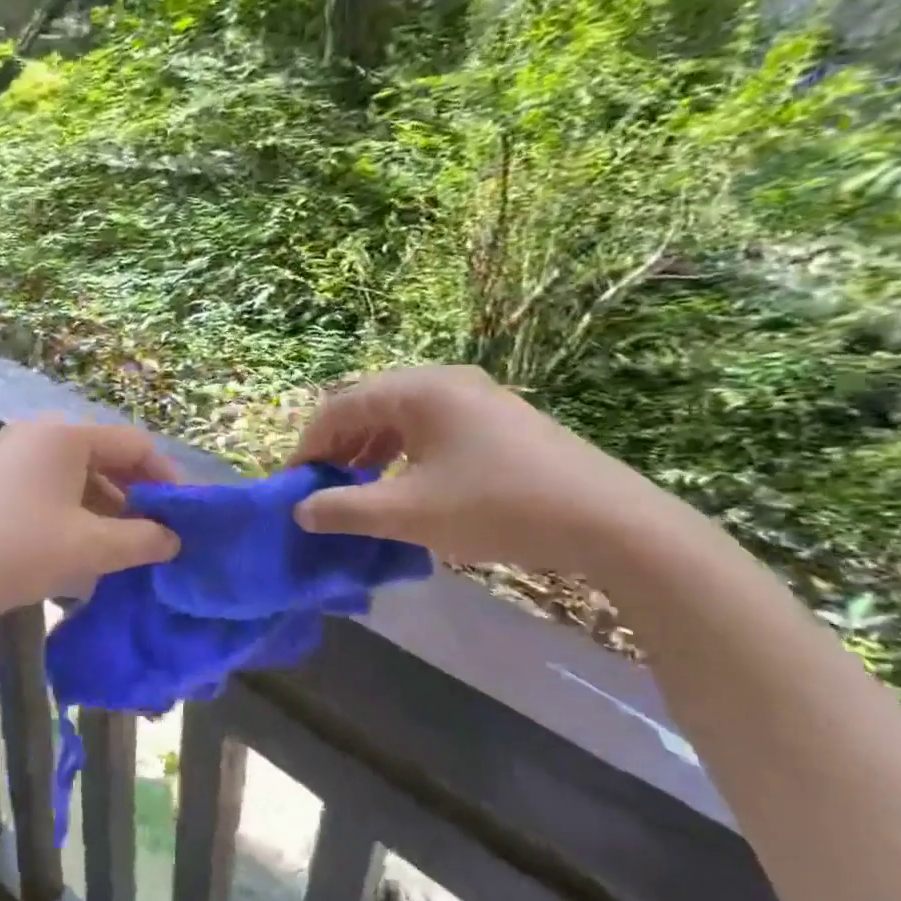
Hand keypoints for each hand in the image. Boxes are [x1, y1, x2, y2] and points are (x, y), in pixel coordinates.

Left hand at [0, 419, 180, 627]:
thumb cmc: (12, 549)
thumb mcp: (87, 547)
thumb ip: (141, 540)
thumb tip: (174, 539)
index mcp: (67, 435)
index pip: (137, 445)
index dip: (168, 480)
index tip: (186, 519)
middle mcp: (41, 435)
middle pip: (108, 460)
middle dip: (137, 501)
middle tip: (158, 540)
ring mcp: (13, 459)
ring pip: (79, 481)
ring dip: (107, 516)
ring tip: (123, 558)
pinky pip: (51, 495)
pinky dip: (75, 521)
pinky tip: (81, 561)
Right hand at [290, 366, 682, 575]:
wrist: (608, 520)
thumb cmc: (497, 507)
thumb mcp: (409, 513)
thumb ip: (346, 508)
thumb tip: (302, 510)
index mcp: (420, 389)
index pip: (342, 405)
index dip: (310, 444)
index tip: (292, 483)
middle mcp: (446, 380)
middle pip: (371, 404)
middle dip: (339, 445)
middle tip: (321, 486)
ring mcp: (478, 397)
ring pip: (403, 415)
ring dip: (371, 448)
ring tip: (356, 485)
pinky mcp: (499, 420)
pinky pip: (433, 426)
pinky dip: (405, 451)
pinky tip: (404, 482)